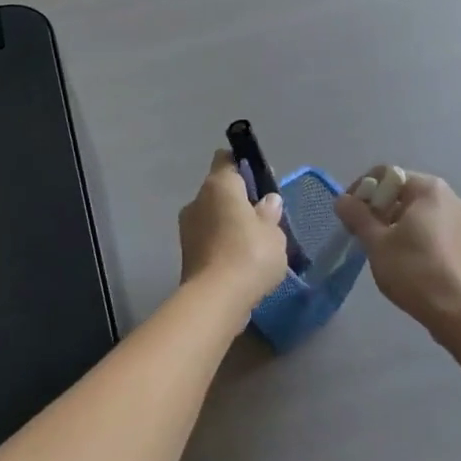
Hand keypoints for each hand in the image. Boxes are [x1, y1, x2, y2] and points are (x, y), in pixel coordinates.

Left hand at [178, 151, 289, 314]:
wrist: (215, 300)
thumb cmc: (249, 255)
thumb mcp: (273, 232)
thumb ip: (270, 213)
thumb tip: (268, 200)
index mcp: (218, 185)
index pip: (226, 160)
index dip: (243, 165)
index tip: (261, 182)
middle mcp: (197, 200)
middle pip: (220, 190)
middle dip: (240, 199)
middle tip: (265, 217)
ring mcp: (187, 228)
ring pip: (213, 216)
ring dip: (230, 224)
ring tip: (256, 243)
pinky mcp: (186, 253)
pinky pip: (209, 239)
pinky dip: (223, 244)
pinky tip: (242, 261)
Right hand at [334, 166, 460, 328]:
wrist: (458, 312)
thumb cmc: (414, 270)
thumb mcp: (377, 242)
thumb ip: (357, 215)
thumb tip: (342, 200)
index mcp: (430, 189)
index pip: (387, 174)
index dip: (362, 189)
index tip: (347, 213)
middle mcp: (451, 197)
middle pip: (403, 191)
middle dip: (378, 207)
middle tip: (359, 230)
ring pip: (418, 211)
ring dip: (394, 222)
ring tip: (378, 246)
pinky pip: (432, 227)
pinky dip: (413, 233)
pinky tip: (401, 256)